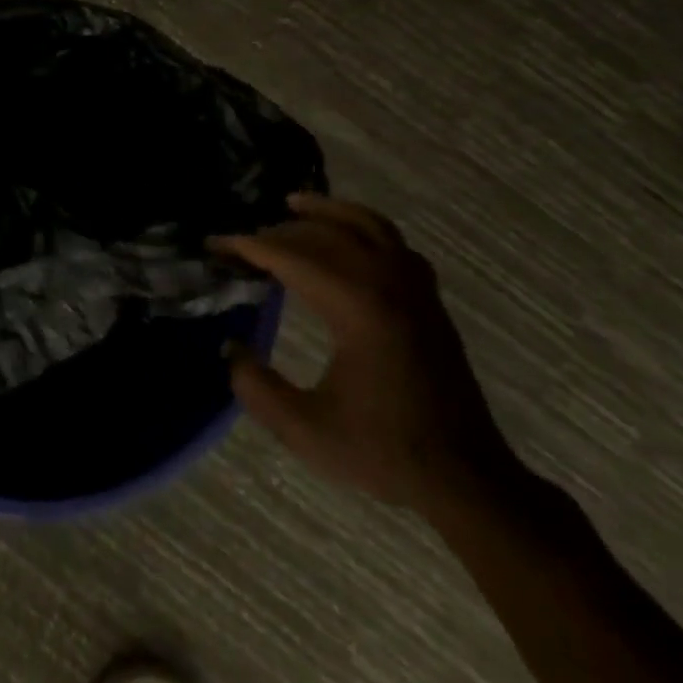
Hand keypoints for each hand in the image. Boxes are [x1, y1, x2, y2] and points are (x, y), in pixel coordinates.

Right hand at [214, 194, 521, 512]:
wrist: (466, 479)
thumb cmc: (384, 452)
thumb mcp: (305, 429)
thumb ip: (256, 387)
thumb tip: (230, 347)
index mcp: (359, 310)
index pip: (293, 258)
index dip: (250, 248)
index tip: (216, 245)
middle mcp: (389, 286)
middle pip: (326, 236)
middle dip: (278, 231)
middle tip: (241, 241)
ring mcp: (416, 290)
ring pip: (370, 226)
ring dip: (328, 210)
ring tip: (294, 203)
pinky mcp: (429, 302)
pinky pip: (395, 243)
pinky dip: (365, 227)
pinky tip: (349, 238)